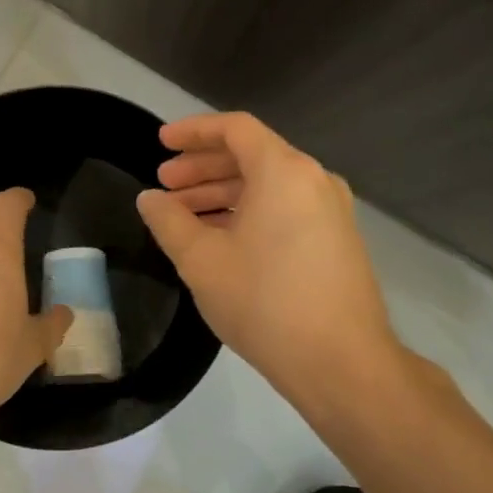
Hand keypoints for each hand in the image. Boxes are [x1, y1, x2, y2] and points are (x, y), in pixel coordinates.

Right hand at [137, 113, 400, 403]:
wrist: (343, 364)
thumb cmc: (265, 303)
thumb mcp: (202, 261)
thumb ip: (169, 221)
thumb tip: (150, 198)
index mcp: (284, 171)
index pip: (234, 128)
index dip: (193, 131)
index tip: (161, 143)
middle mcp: (314, 179)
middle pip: (251, 155)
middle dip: (202, 167)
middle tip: (165, 186)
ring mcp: (331, 211)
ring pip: (268, 185)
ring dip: (222, 194)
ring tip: (184, 217)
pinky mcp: (337, 240)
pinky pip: (285, 209)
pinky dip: (249, 213)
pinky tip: (221, 240)